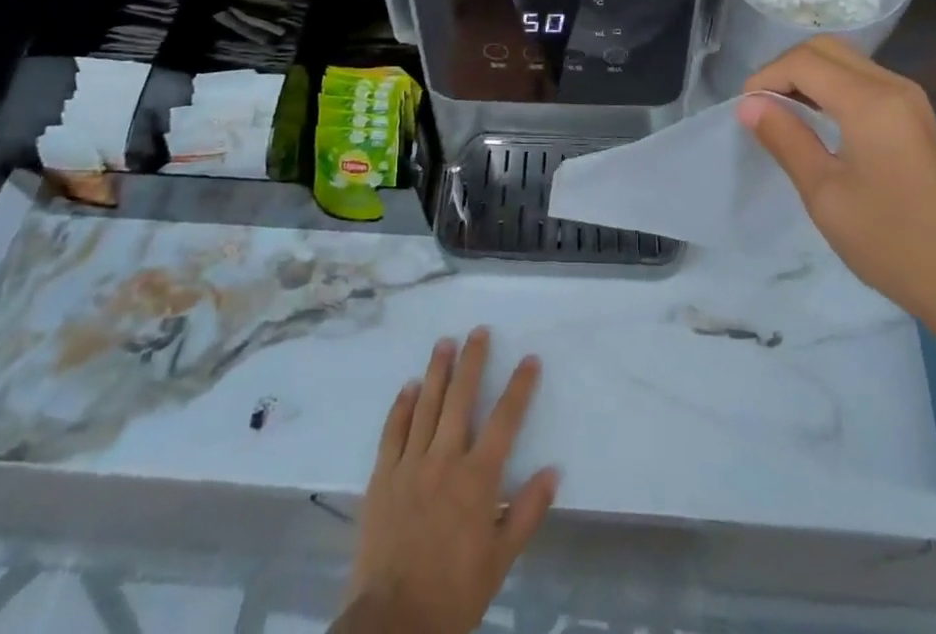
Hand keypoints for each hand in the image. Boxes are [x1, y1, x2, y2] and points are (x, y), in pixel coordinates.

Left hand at [340, 328, 556, 633]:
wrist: (393, 622)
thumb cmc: (454, 591)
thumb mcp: (500, 559)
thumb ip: (527, 512)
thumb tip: (554, 471)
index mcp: (477, 478)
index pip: (505, 420)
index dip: (519, 387)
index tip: (530, 359)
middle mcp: (444, 460)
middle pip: (460, 398)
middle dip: (472, 361)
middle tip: (478, 331)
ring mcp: (410, 464)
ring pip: (426, 405)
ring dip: (437, 370)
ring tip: (444, 342)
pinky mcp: (382, 476)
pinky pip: (393, 431)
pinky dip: (402, 405)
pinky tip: (409, 386)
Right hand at [740, 37, 935, 335]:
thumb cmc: (890, 242)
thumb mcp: (824, 194)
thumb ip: (785, 139)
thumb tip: (748, 105)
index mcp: (870, 101)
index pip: (804, 61)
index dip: (766, 76)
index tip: (745, 110)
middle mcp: (894, 86)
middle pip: (827, 48)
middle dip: (786, 67)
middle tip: (762, 105)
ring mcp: (911, 99)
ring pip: (847, 60)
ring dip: (809, 74)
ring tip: (783, 112)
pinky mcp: (917, 116)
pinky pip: (865, 79)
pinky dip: (832, 86)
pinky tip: (818, 119)